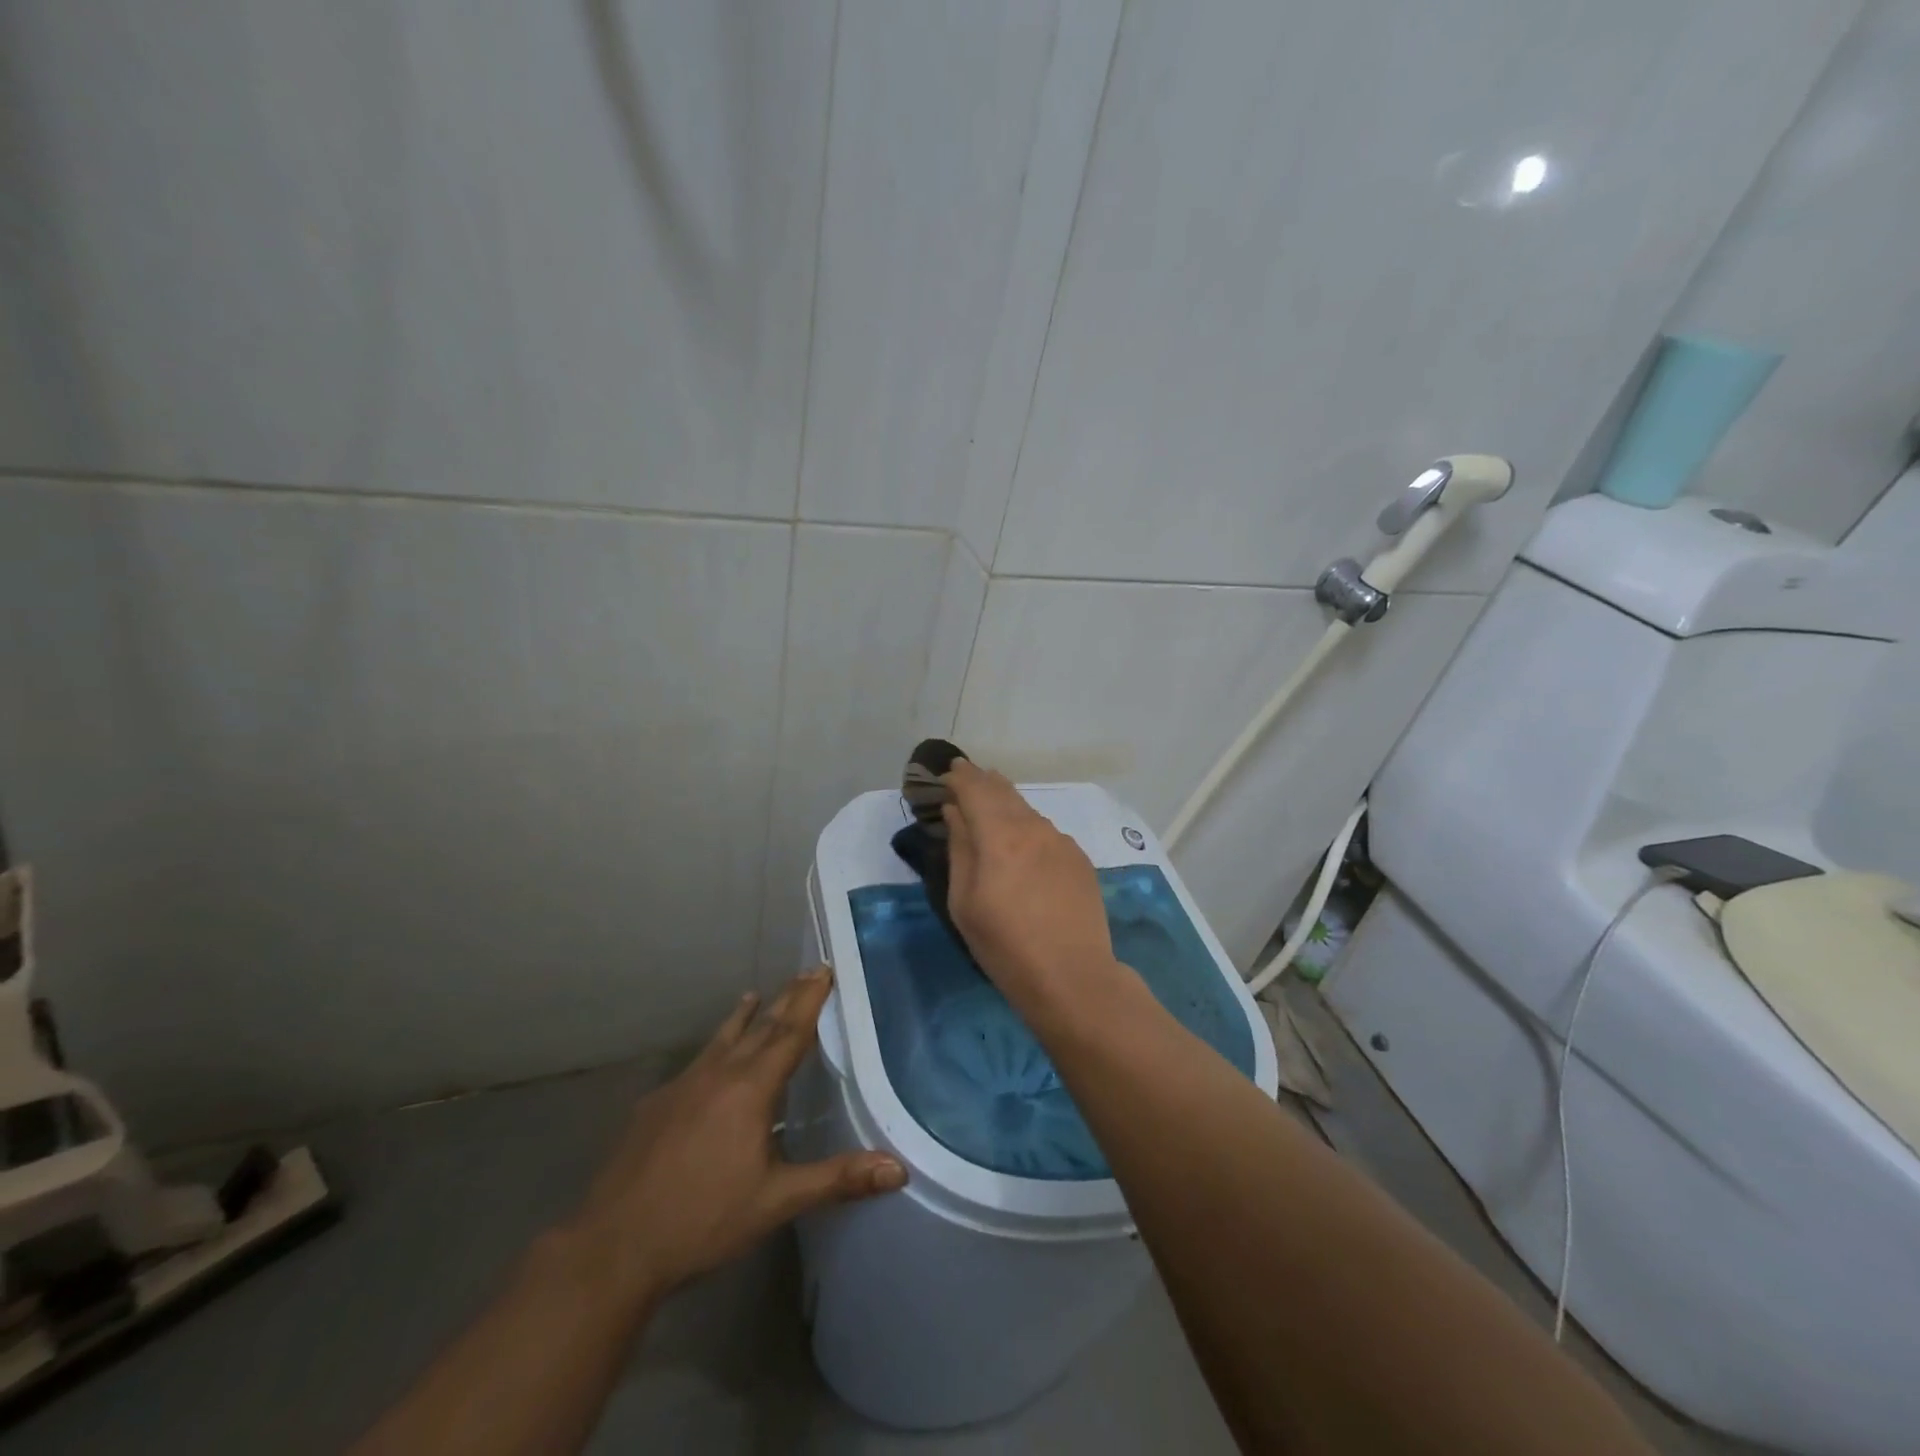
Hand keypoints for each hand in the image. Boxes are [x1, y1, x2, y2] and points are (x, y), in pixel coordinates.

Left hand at [563, 968, 904, 1305]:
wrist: (613, 1246)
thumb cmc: (703, 1220)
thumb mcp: (776, 1202)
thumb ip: (837, 1179)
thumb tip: (898, 1169)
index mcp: (750, 1089)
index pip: (789, 1032)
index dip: (810, 1000)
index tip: (824, 969)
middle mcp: (718, 1074)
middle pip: (759, 1026)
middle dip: (786, 998)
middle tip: (807, 972)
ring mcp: (681, 1086)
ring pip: (721, 1039)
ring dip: (744, 1017)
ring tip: (754, 995)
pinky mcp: (655, 1104)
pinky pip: (695, 1063)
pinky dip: (713, 1049)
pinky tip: (709, 1063)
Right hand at [941, 760, 1119, 1009]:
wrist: (1073, 977)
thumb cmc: (1005, 946)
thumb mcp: (965, 902)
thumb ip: (960, 849)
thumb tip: (955, 813)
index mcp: (1000, 836)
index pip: (975, 789)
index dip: (959, 778)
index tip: (947, 773)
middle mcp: (1034, 828)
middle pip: (1004, 792)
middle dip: (982, 782)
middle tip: (966, 776)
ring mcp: (1061, 841)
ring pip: (1027, 810)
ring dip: (1006, 803)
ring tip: (992, 805)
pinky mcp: (1079, 859)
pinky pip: (1046, 832)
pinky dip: (1028, 827)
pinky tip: (1023, 843)